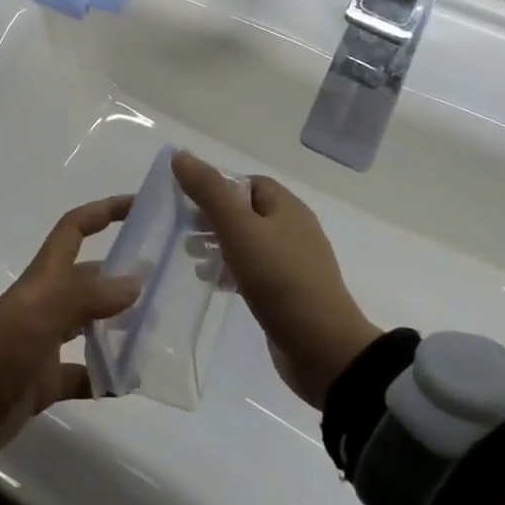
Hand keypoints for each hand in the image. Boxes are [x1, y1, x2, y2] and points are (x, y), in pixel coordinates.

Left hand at [0, 196, 140, 466]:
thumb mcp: (38, 320)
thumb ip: (85, 298)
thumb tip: (136, 281)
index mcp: (43, 280)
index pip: (75, 229)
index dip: (103, 211)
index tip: (139, 205)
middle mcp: (47, 304)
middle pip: (90, 277)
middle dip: (124, 273)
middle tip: (169, 282)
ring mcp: (46, 343)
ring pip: (91, 323)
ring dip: (121, 324)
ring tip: (160, 329)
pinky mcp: (45, 381)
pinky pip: (84, 373)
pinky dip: (107, 376)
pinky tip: (131, 383)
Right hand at [172, 151, 378, 407]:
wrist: (323, 349)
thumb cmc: (279, 279)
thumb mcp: (238, 229)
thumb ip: (208, 191)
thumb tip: (180, 155)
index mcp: (287, 207)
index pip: (246, 183)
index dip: (217, 188)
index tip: (188, 203)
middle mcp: (294, 229)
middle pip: (246, 212)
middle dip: (213, 219)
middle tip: (185, 233)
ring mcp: (295, 263)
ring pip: (249, 243)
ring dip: (220, 247)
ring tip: (194, 261)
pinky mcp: (291, 294)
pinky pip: (256, 271)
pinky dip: (233, 272)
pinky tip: (216, 285)